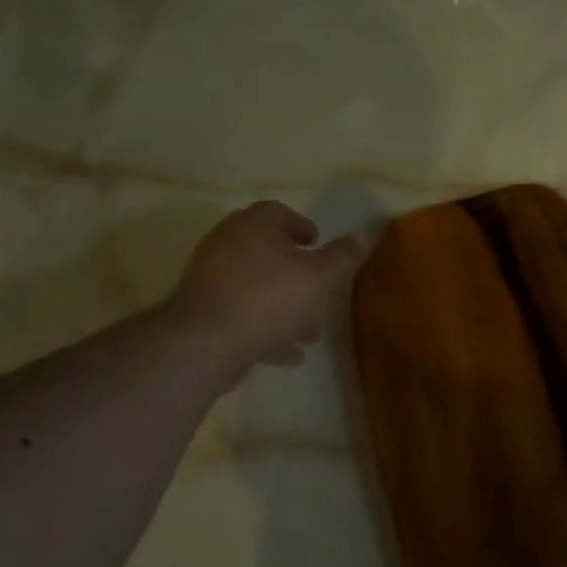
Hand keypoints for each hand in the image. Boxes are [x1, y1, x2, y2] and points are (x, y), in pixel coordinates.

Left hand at [164, 202, 364, 382]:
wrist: (207, 342)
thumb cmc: (270, 297)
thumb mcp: (320, 277)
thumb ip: (342, 257)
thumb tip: (363, 236)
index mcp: (252, 226)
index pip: (277, 212)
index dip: (301, 225)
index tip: (317, 242)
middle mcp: (226, 244)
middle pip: (267, 253)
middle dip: (297, 274)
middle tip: (319, 290)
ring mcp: (210, 279)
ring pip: (256, 287)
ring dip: (284, 306)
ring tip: (310, 332)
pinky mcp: (203, 312)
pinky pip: (242, 314)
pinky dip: (266, 329)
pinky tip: (289, 354)